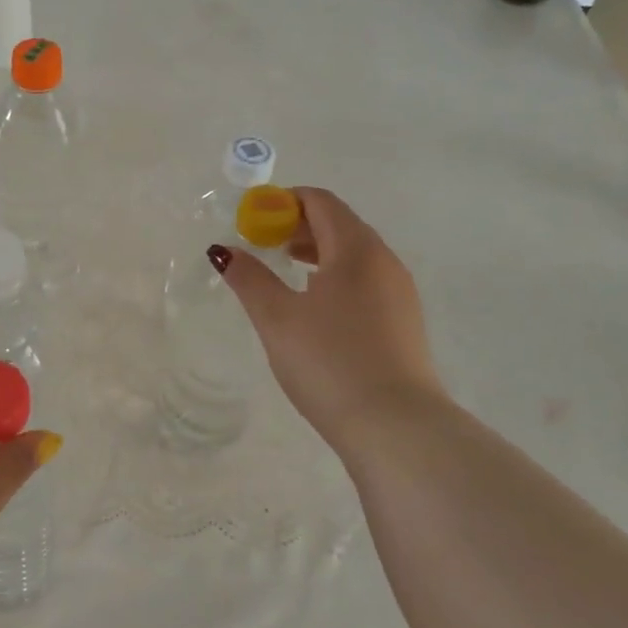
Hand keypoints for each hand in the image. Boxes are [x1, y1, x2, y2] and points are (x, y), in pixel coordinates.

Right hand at [212, 186, 446, 456]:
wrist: (395, 426)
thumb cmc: (329, 361)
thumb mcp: (277, 318)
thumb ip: (249, 278)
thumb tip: (223, 250)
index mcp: (356, 249)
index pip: (320, 202)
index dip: (283, 202)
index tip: (252, 221)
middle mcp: (384, 261)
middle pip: (339, 224)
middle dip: (297, 226)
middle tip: (262, 245)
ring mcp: (400, 292)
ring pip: (354, 254)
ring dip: (317, 252)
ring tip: (284, 273)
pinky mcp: (404, 321)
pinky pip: (366, 280)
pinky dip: (336, 276)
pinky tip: (315, 307)